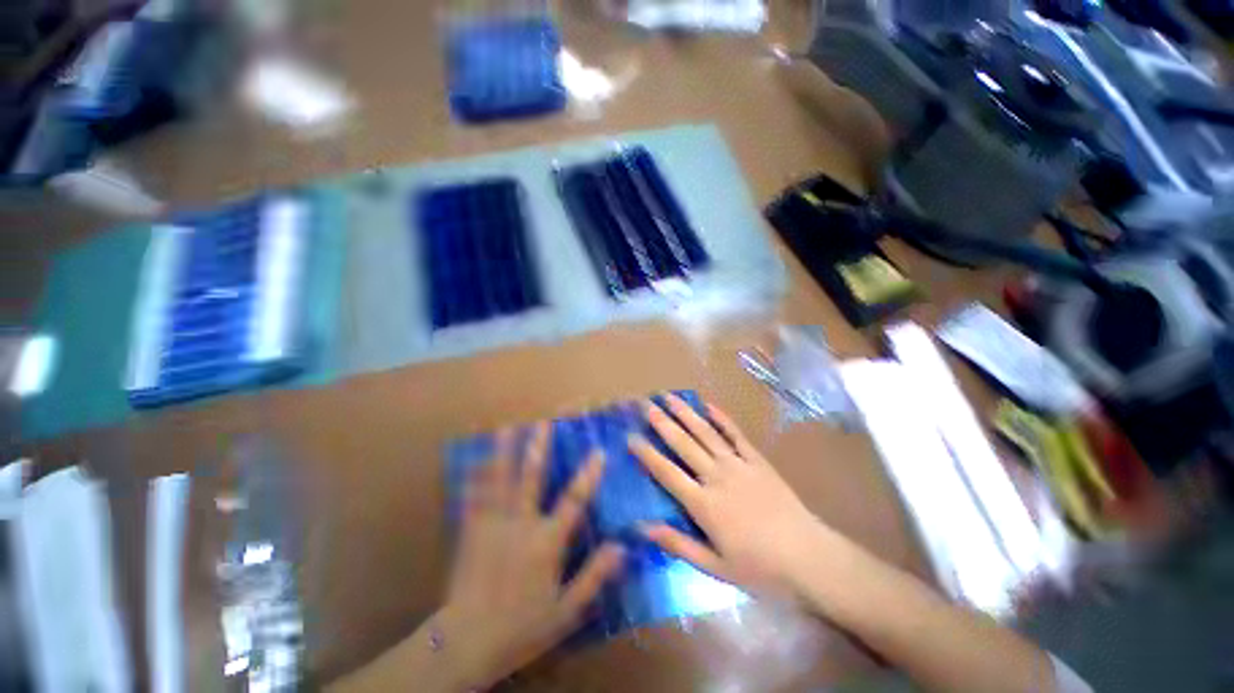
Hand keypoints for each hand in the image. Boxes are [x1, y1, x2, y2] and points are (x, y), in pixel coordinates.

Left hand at [436, 423, 624, 689]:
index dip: (588, 475)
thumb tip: (622, 546)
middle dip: (539, 447)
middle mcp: (521, 525)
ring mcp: (493, 525)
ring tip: (506, 427)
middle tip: (544, 421)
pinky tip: (475, 459)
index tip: (599, 450)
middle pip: (532, 478)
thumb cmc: (522, 627)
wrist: (466, 643)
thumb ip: (595, 576)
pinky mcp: (471, 532)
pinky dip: (475, 476)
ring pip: (500, 481)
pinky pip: (474, 497)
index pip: (573, 501)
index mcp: (546, 542)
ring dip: (504, 452)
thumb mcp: (567, 610)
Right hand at [628, 395, 836, 599]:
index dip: (647, 454)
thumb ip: (678, 544)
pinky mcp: (757, 460)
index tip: (631, 437)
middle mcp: (716, 477)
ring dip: (687, 414)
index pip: (667, 473)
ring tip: (670, 398)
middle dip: (663, 424)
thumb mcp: (715, 567)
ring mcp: (738, 464)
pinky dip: (722, 419)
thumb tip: (643, 528)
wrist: (808, 556)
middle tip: (647, 405)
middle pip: (684, 445)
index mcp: (703, 504)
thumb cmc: (759, 567)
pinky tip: (709, 406)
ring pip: (706, 433)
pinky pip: (735, 435)